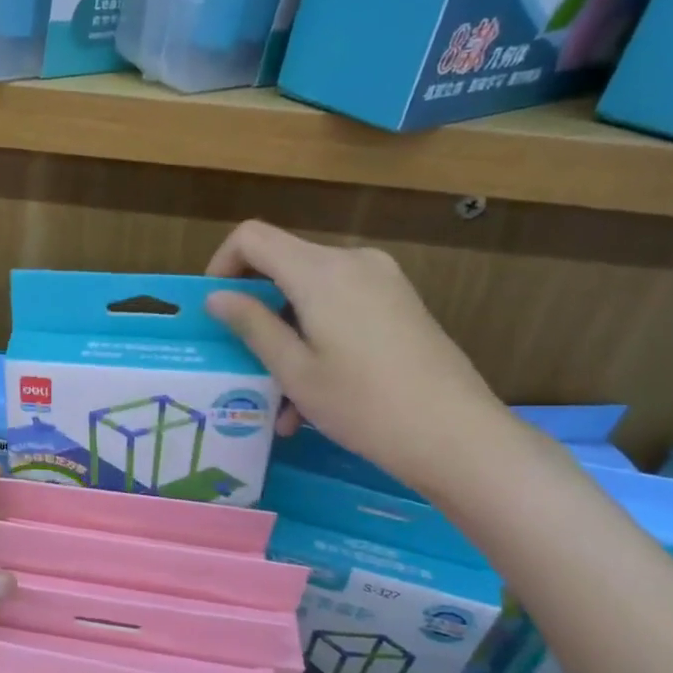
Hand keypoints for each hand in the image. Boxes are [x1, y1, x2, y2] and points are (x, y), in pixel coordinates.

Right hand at [205, 221, 509, 494]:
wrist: (457, 436)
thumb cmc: (363, 404)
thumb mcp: (294, 370)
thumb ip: (252, 325)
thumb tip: (217, 297)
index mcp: (320, 271)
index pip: (252, 237)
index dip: (222, 265)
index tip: (215, 309)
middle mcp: (353, 261)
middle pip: (283, 265)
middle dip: (257, 311)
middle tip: (244, 364)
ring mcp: (383, 280)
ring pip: (312, 294)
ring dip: (288, 338)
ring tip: (282, 403)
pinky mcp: (400, 303)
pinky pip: (342, 308)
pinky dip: (318, 340)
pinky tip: (316, 395)